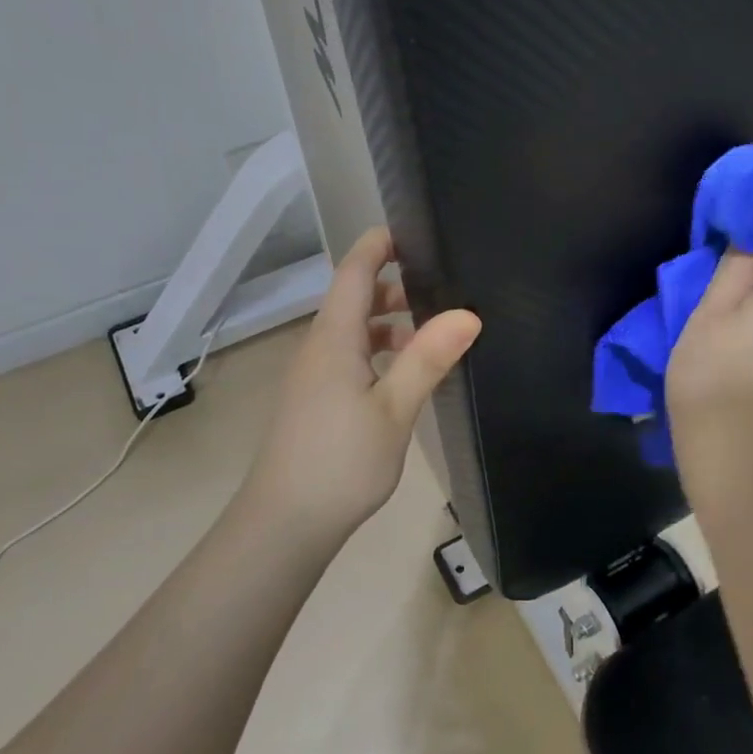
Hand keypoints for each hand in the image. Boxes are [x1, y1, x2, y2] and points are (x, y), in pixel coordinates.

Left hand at [247, 227, 480, 541]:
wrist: (285, 523)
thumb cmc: (341, 461)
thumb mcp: (393, 409)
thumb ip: (428, 358)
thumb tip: (468, 313)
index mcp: (333, 338)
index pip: (355, 272)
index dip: (380, 245)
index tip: (415, 230)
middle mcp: (318, 348)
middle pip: (354, 299)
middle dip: (395, 285)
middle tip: (444, 286)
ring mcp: (313, 377)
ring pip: (353, 332)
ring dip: (390, 324)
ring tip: (434, 333)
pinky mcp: (316, 402)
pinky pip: (349, 359)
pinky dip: (379, 353)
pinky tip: (406, 377)